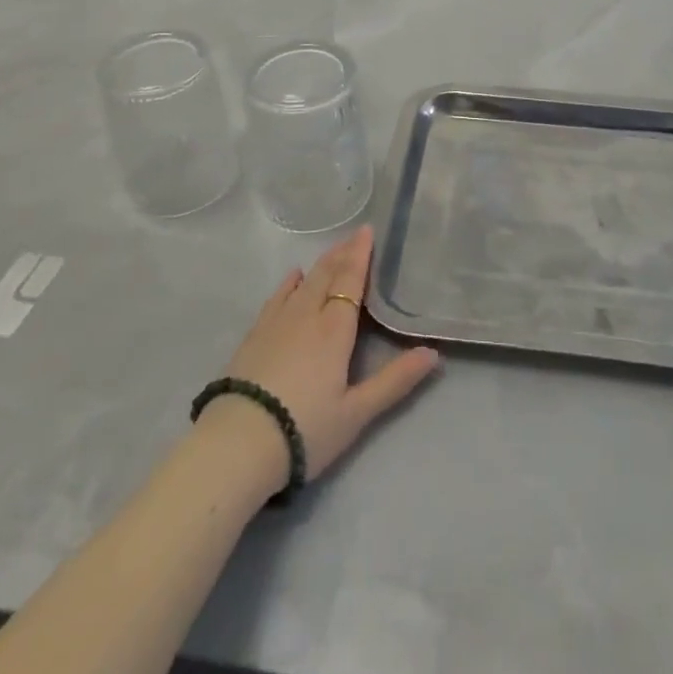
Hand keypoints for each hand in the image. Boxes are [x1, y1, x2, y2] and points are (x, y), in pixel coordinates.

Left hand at [213, 226, 441, 494]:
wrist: (239, 443)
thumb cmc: (305, 428)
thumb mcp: (357, 413)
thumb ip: (395, 380)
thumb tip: (433, 353)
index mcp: (334, 329)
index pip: (350, 281)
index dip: (360, 255)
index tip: (367, 230)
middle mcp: (307, 315)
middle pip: (327, 275)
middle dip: (342, 254)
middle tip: (354, 236)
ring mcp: (277, 322)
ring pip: (304, 282)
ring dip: (321, 264)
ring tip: (332, 252)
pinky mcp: (255, 334)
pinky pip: (278, 297)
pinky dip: (290, 283)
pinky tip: (294, 276)